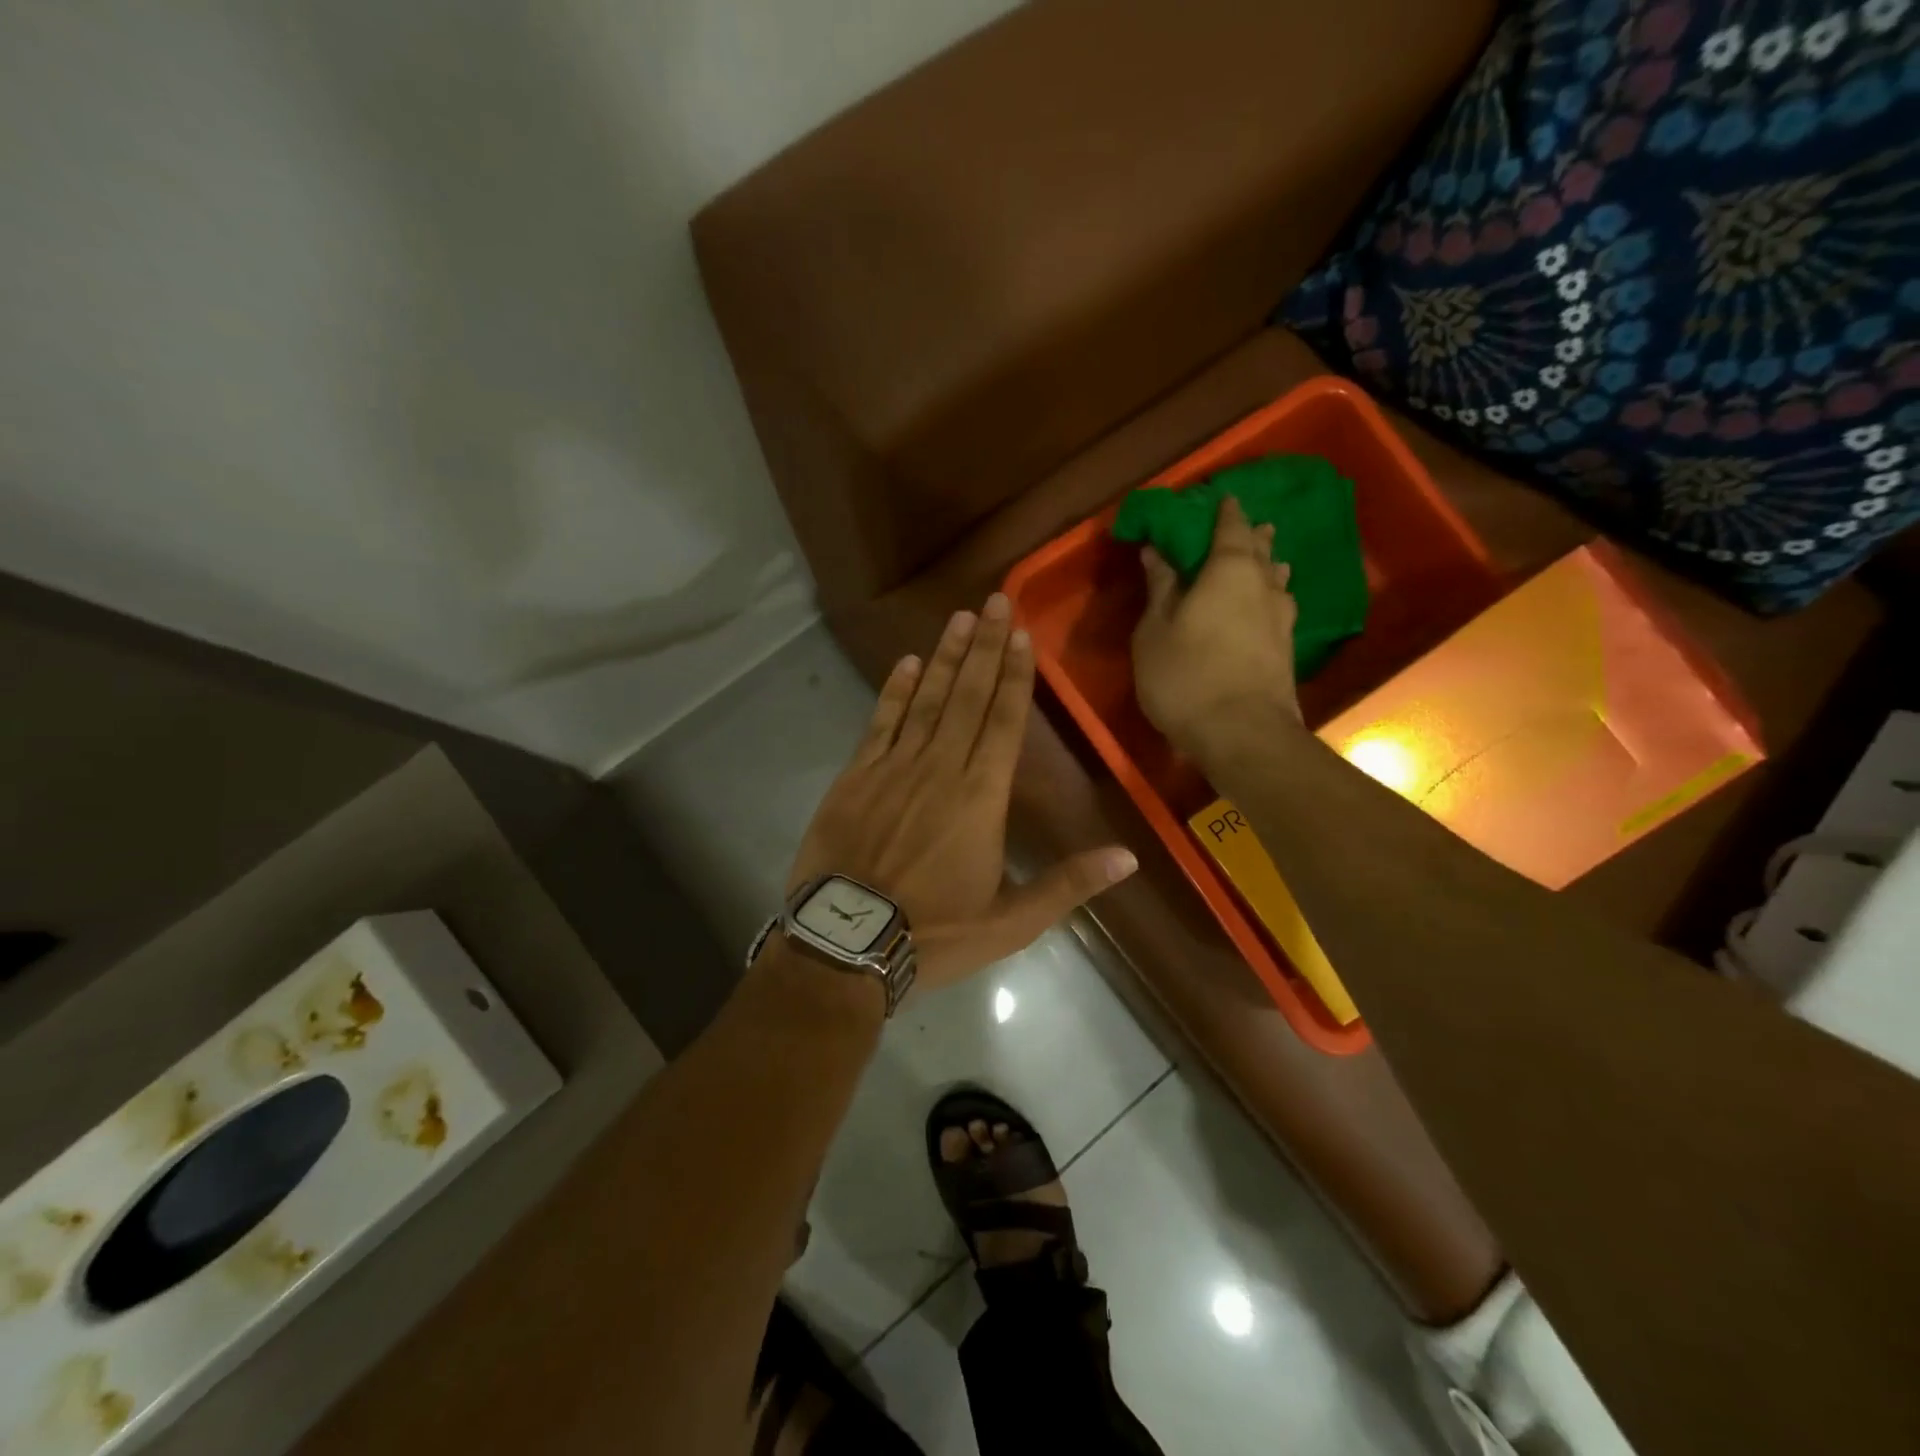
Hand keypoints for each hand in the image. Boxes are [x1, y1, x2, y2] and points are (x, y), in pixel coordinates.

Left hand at [787, 593, 1137, 995]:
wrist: (846, 945)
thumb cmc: (934, 935)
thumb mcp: (1011, 923)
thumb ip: (1068, 885)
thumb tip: (1128, 858)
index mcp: (980, 799)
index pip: (1004, 723)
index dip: (1014, 676)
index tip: (1021, 634)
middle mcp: (939, 770)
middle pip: (967, 698)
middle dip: (984, 648)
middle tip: (994, 600)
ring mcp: (892, 769)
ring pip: (925, 701)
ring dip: (943, 658)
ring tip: (959, 618)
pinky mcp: (854, 778)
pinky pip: (878, 724)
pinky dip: (893, 692)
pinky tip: (904, 663)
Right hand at [1132, 496, 1301, 760]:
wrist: (1243, 734)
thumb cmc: (1186, 676)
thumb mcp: (1154, 631)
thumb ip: (1159, 589)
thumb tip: (1157, 551)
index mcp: (1228, 570)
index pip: (1230, 528)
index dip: (1224, 512)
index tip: (1220, 498)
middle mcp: (1262, 585)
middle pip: (1259, 550)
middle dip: (1250, 535)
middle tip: (1245, 524)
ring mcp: (1281, 618)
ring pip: (1276, 579)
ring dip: (1267, 565)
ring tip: (1263, 559)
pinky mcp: (1287, 648)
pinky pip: (1278, 606)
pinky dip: (1269, 596)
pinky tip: (1266, 605)